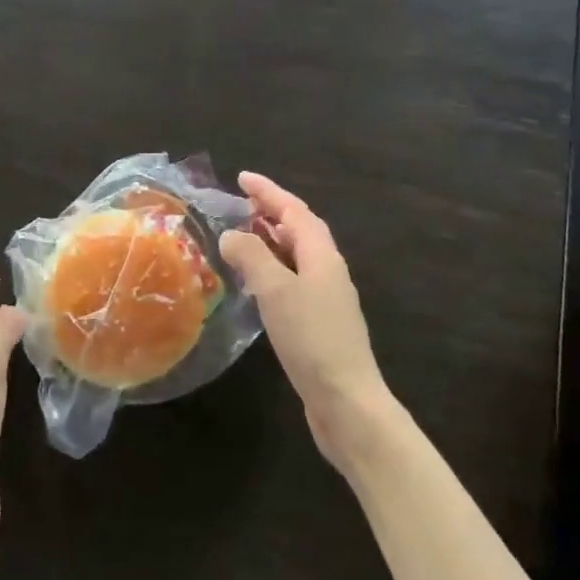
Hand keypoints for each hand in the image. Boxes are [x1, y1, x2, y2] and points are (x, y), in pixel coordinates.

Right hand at [219, 172, 392, 470]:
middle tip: (241, 204)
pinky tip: (256, 284)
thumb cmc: (311, 339)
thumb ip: (252, 257)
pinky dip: (273, 270)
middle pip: (300, 230)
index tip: (242, 177)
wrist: (347, 402)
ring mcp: (327, 298)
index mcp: (322, 255)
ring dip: (272, 241)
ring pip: (297, 256)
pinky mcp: (320, 324)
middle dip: (272, 212)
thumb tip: (232, 235)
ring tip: (244, 236)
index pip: (294, 210)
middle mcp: (328, 270)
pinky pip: (294, 281)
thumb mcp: (276, 290)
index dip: (268, 191)